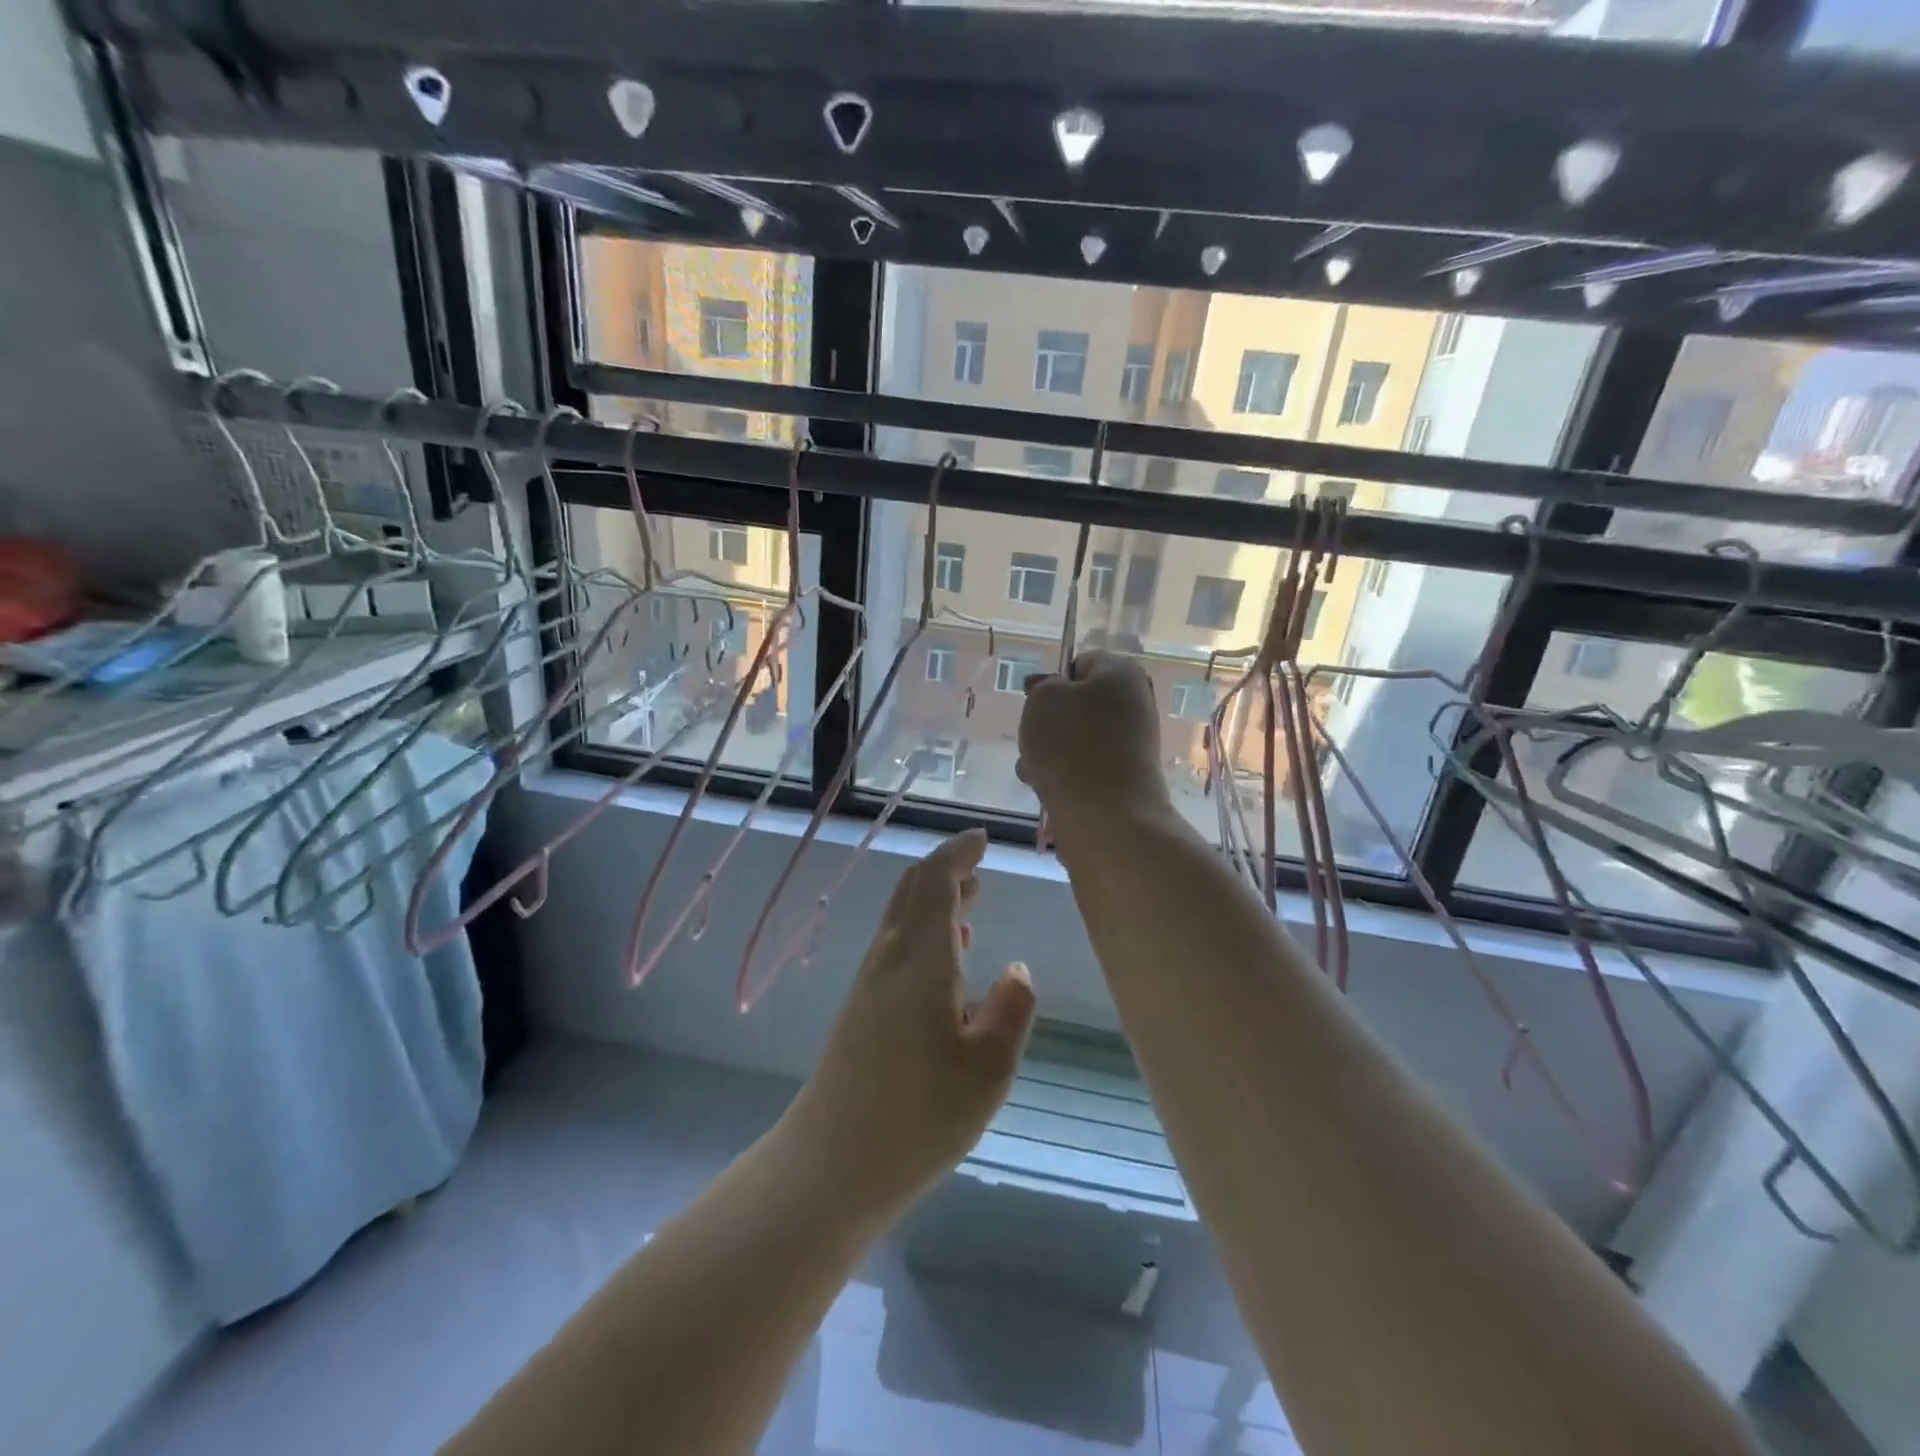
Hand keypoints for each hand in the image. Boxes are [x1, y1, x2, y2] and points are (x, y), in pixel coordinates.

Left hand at [783, 829, 1036, 1215]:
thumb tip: (1017, 971)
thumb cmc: (919, 1116)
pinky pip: (896, 947)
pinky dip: (923, 931)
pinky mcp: (860, 1011)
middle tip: (978, 865)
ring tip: (969, 900)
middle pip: (911, 891)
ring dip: (934, 899)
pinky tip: (946, 961)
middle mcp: (890, 959)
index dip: (958, 853)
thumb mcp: (989, 1069)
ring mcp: (869, 984)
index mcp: (921, 960)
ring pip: (902, 918)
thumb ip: (1011, 1011)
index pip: (936, 882)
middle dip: (945, 870)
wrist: (831, 1164)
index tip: (983, 839)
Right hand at [1018, 650, 1171, 829]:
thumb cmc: (1072, 745)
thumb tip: (1053, 690)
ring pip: (1077, 738)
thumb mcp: (1043, 699)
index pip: (1082, 663)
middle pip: (1078, 704)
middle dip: (1048, 721)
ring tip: (1031, 769)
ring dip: (1048, 750)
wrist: (1106, 817)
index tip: (1034, 702)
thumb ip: (1043, 686)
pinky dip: (1062, 774)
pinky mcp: (1123, 779)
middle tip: (1031, 737)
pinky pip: (1084, 767)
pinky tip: (1044, 788)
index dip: (1053, 680)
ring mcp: (1131, 745)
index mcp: (1122, 674)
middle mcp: (1134, 705)